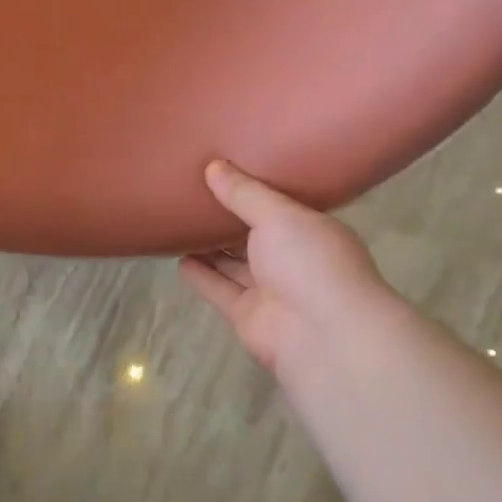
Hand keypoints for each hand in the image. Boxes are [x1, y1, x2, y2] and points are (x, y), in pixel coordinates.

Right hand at [178, 161, 392, 382]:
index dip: (255, 191)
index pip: (281, 208)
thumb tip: (213, 167)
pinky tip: (179, 259)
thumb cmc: (310, 261)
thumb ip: (244, 193)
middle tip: (194, 194)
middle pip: (255, 237)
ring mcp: (270, 290)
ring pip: (234, 265)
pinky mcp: (247, 315)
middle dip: (229, 219)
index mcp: (311, 231)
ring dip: (211, 249)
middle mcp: (293, 260)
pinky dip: (201, 276)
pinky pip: (219, 290)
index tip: (227, 171)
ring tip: (180, 223)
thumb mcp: (278, 215)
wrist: (322, 334)